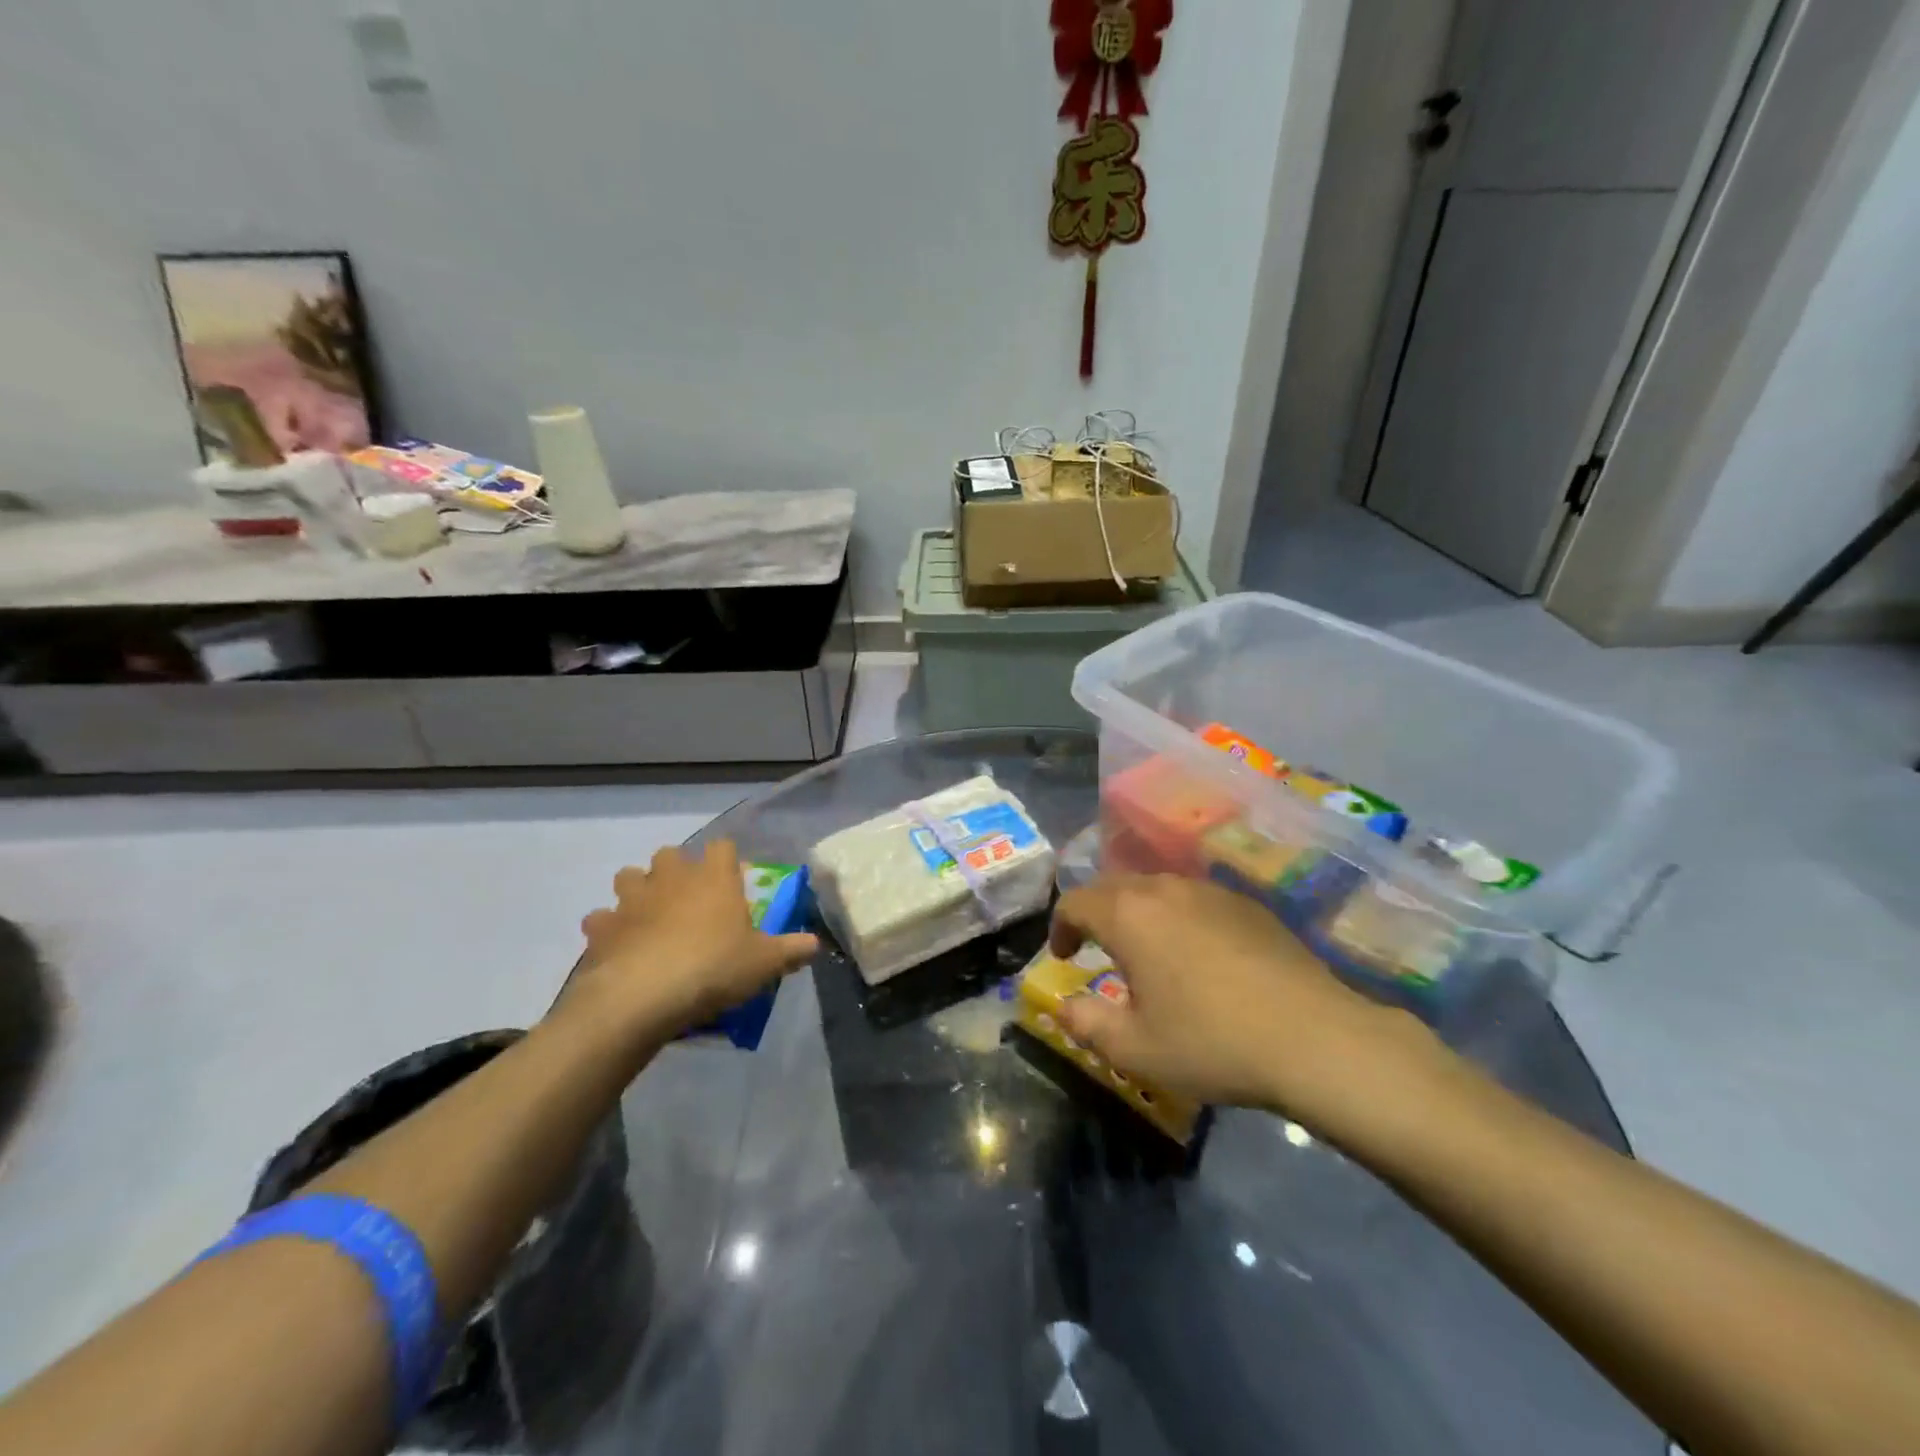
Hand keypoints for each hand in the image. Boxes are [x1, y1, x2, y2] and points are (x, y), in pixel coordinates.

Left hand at [567, 841, 817, 1042]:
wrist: (644, 996)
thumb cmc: (713, 968)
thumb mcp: (764, 964)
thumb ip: (792, 950)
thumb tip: (815, 943)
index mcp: (714, 878)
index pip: (722, 847)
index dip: (727, 860)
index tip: (733, 882)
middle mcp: (672, 877)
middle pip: (670, 853)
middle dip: (676, 870)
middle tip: (688, 900)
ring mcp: (632, 899)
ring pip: (629, 876)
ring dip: (637, 890)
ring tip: (649, 917)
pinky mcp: (601, 926)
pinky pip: (601, 918)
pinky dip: (608, 928)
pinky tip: (619, 947)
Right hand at [1050, 874, 1428, 1116]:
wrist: (1313, 1037)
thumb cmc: (1211, 1042)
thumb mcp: (1135, 1048)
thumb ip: (1085, 1023)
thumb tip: (1064, 1006)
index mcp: (1129, 914)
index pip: (1075, 902)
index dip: (1060, 927)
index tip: (1064, 957)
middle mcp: (1165, 889)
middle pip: (1114, 887)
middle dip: (1097, 915)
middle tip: (1098, 952)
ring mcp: (1210, 891)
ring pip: (1156, 890)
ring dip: (1139, 914)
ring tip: (1148, 953)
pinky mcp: (1247, 904)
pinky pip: (1195, 900)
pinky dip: (1178, 918)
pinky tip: (1198, 956)